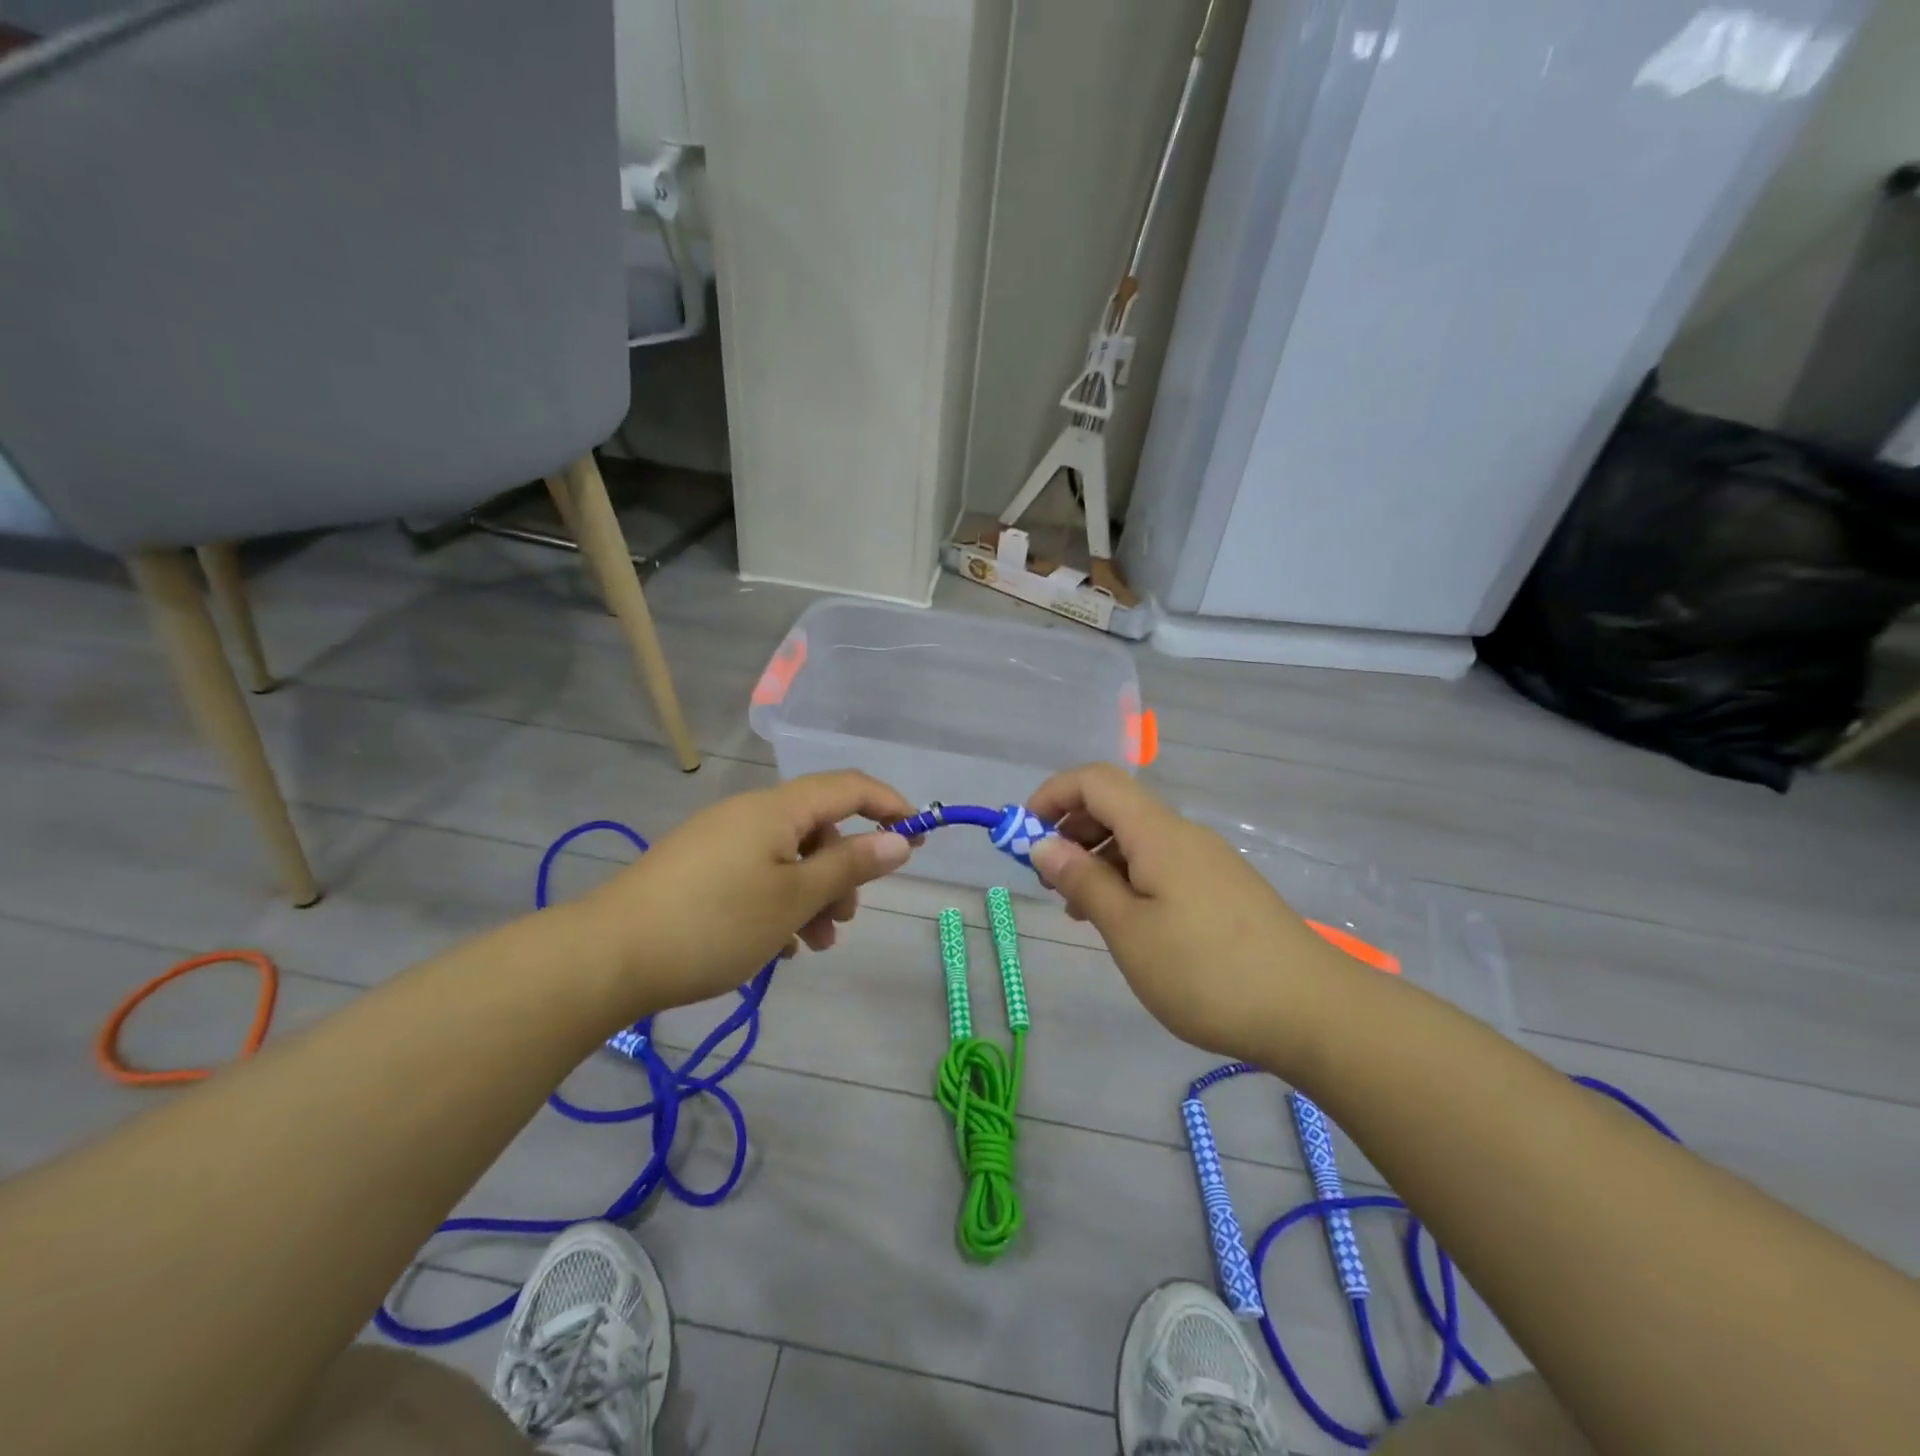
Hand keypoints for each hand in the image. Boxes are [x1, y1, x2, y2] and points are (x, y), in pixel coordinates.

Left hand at [582, 772, 916, 1015]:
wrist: (606, 958)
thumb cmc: (714, 924)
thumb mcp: (794, 899)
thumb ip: (851, 867)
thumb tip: (899, 840)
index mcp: (776, 809)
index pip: (848, 786)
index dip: (889, 805)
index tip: (919, 837)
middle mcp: (749, 815)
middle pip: (818, 829)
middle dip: (843, 872)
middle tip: (844, 920)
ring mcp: (720, 842)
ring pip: (789, 859)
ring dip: (812, 897)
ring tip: (810, 946)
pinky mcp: (699, 871)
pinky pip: (757, 876)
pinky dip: (778, 904)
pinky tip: (774, 948)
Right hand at [1026, 765, 1354, 1067]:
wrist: (1313, 1012)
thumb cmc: (1206, 972)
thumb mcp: (1129, 931)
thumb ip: (1083, 880)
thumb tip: (1042, 843)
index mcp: (1158, 833)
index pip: (1095, 780)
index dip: (1052, 795)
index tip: (1023, 836)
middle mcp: (1183, 835)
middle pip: (1115, 806)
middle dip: (1071, 831)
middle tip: (1050, 882)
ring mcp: (1207, 861)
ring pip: (1137, 839)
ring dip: (1097, 860)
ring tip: (1079, 911)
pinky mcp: (1222, 888)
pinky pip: (1161, 865)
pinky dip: (1128, 879)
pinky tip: (1124, 923)